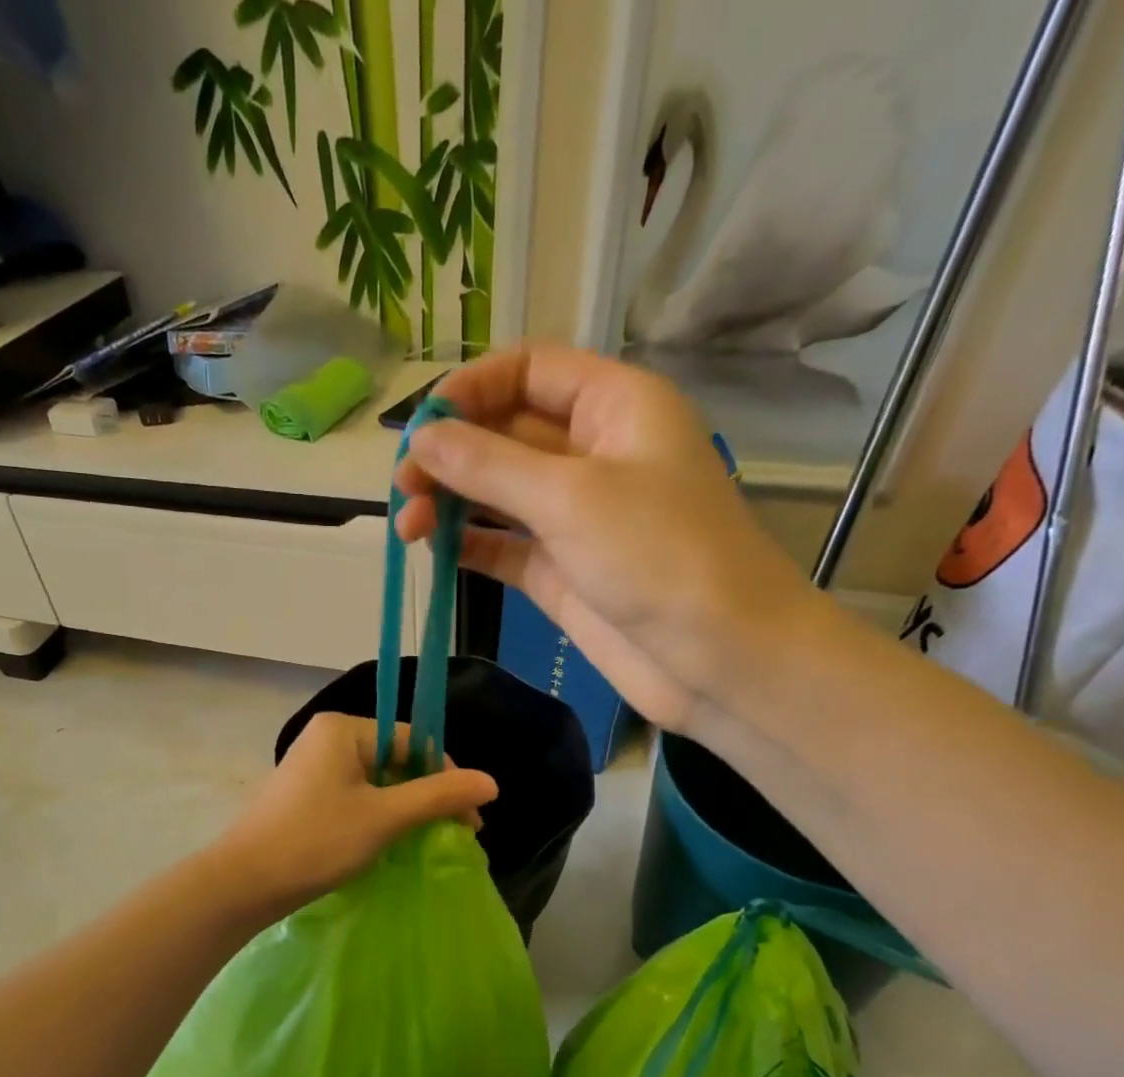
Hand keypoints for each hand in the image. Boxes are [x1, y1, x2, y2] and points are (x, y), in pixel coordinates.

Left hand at [212, 713, 497, 917]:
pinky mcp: (306, 794)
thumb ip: (438, 796)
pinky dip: (379, 815)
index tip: (470, 819)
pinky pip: (356, 795)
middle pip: (396, 758)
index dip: (447, 776)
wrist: (243, 883)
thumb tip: (492, 781)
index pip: (413, 739)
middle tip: (456, 833)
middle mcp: (326, 737)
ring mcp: (313, 766)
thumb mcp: (384, 817)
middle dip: (428, 794)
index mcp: (342, 729)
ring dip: (406, 808)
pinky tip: (393, 841)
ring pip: (377, 780)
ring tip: (429, 841)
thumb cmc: (315, 842)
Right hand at [393, 342, 824, 731]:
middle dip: (451, 454)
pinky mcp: (560, 570)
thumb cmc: (659, 556)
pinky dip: (467, 543)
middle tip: (404, 489)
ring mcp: (574, 517)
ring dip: (451, 501)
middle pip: (504, 431)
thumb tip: (422, 439)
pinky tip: (433, 548)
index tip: (422, 428)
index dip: (471, 389)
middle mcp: (592, 453)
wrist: (719, 659)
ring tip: (409, 526)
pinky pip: (502, 544)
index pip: (529, 371)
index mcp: (613, 406)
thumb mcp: (571, 497)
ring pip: (497, 492)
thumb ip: (489, 465)